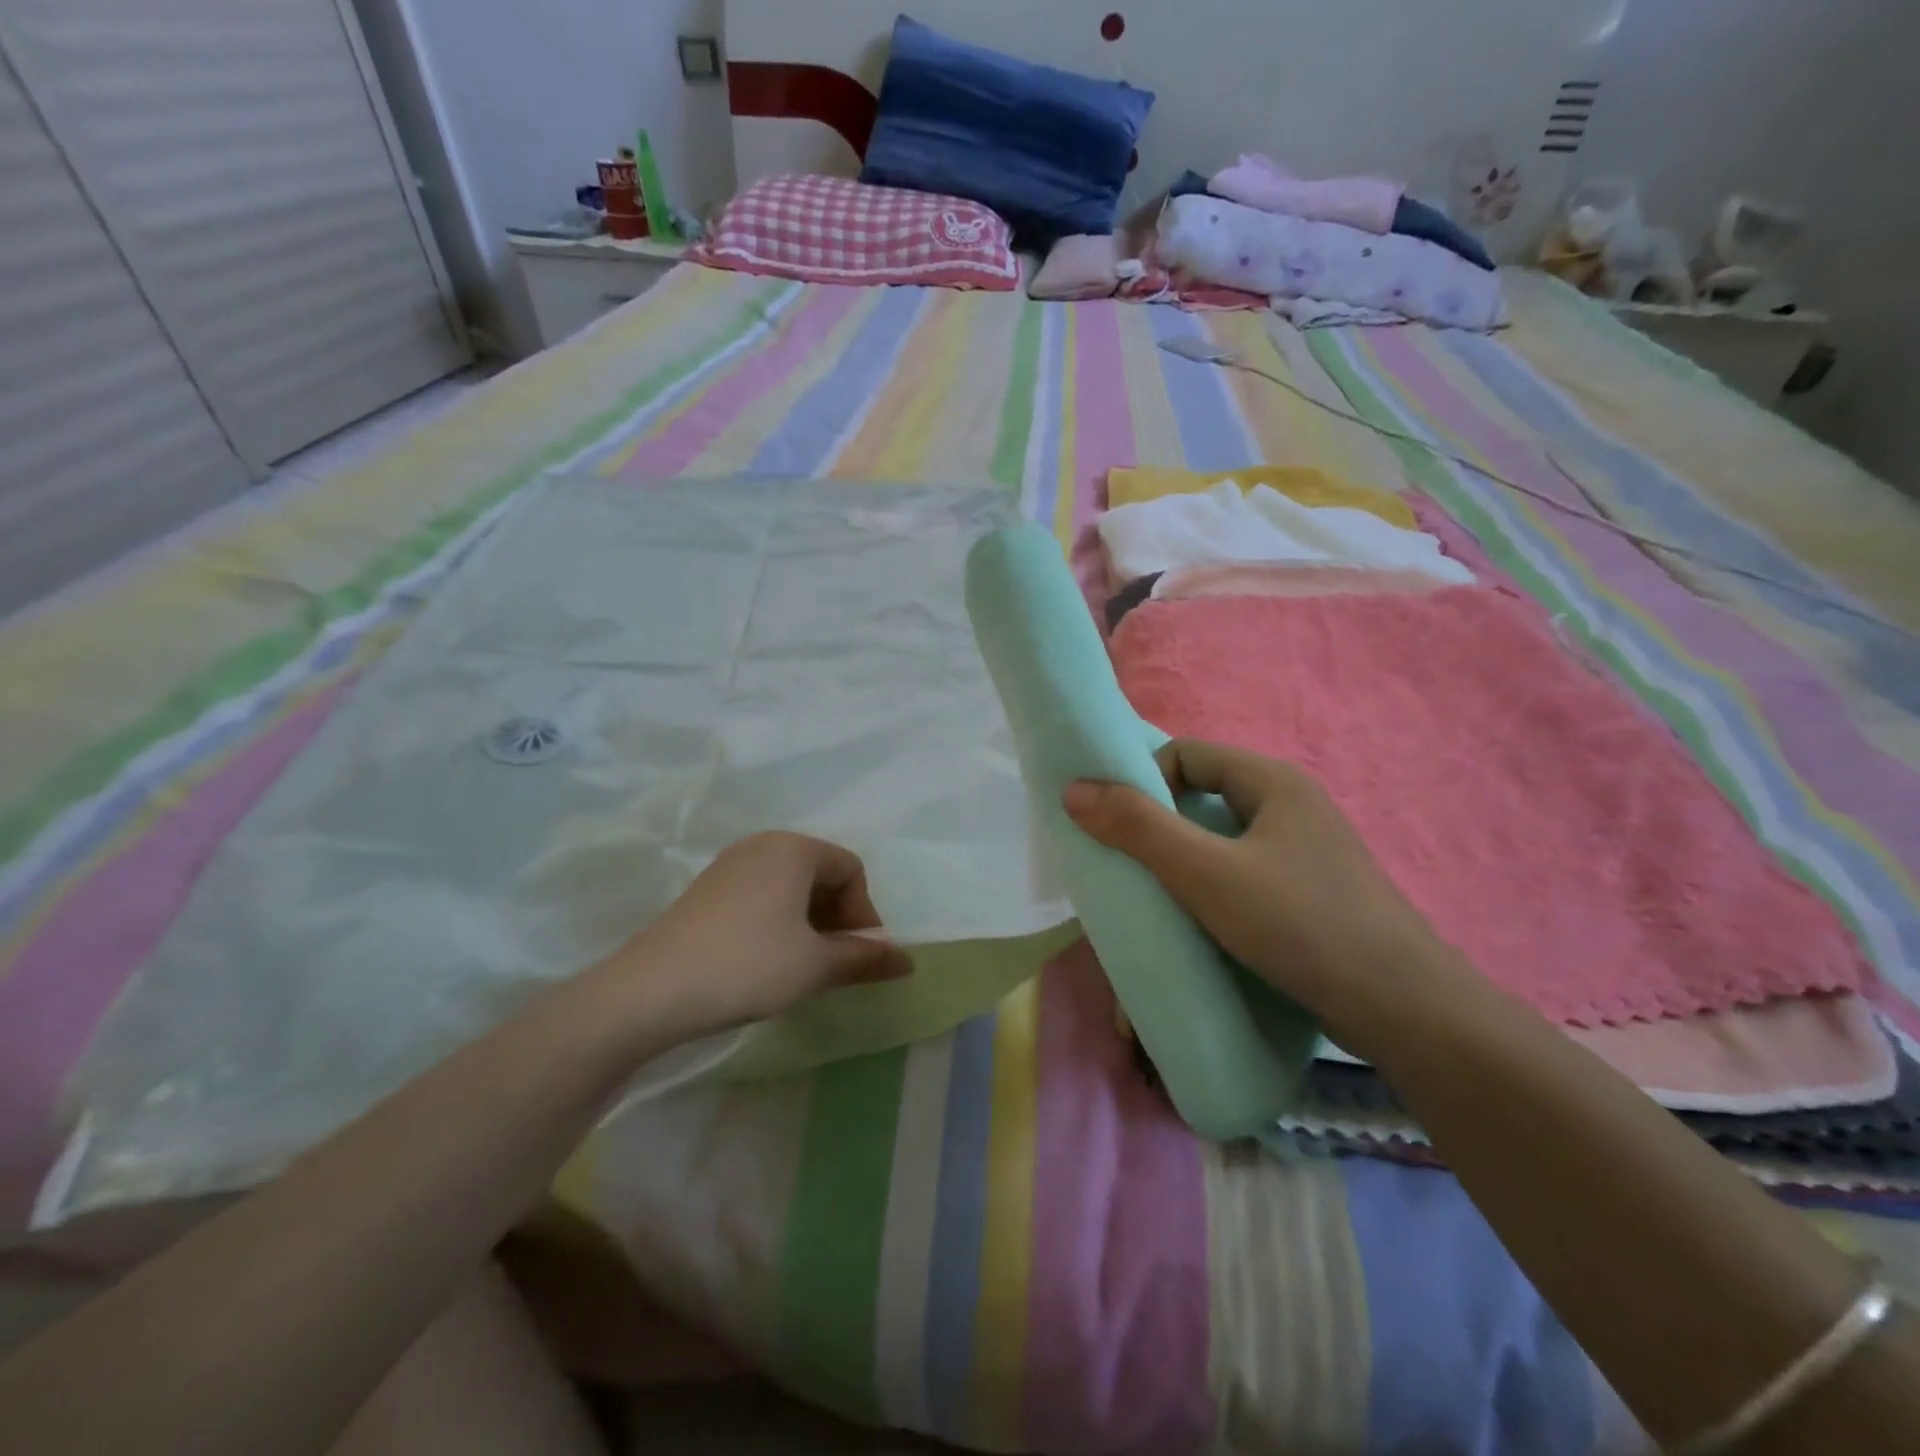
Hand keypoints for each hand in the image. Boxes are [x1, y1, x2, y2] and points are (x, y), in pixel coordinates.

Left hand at [607, 833, 912, 1037]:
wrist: (648, 993)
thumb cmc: (747, 966)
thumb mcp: (814, 965)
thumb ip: (864, 959)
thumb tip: (908, 961)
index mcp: (793, 848)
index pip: (851, 869)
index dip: (865, 913)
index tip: (861, 956)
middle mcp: (762, 846)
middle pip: (820, 874)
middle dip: (839, 918)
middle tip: (837, 963)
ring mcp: (729, 867)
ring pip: (790, 888)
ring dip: (810, 924)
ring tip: (806, 967)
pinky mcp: (706, 892)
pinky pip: (761, 897)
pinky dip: (779, 924)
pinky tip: (769, 962)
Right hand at [1062, 740, 1453, 1042]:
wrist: (1404, 1010)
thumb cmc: (1300, 923)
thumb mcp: (1206, 873)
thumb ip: (1138, 828)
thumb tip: (1075, 789)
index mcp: (1273, 782)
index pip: (1188, 754)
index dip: (1146, 779)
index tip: (1119, 826)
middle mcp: (1292, 807)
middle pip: (1204, 798)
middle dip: (1160, 828)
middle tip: (1128, 867)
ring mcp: (1306, 853)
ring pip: (1224, 842)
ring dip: (1184, 864)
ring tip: (1156, 901)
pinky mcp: (1311, 895)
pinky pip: (1245, 876)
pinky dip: (1213, 891)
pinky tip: (1199, 926)